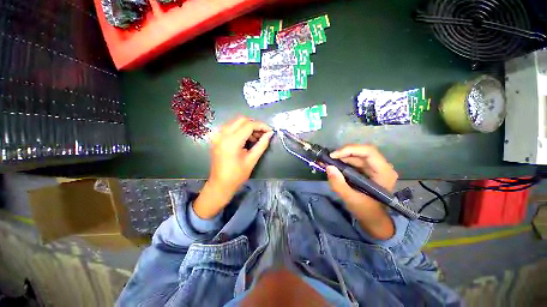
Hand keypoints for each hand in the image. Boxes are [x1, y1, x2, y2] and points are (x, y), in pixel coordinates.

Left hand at [194, 117, 272, 218]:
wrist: (220, 184)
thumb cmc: (237, 175)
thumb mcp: (252, 160)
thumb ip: (262, 144)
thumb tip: (270, 134)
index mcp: (231, 141)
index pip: (249, 125)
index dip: (261, 126)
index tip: (269, 131)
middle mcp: (222, 134)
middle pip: (241, 119)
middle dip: (254, 124)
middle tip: (262, 134)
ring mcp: (217, 135)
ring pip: (235, 122)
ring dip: (247, 126)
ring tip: (255, 137)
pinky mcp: (216, 138)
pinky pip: (230, 127)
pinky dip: (240, 129)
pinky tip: (246, 138)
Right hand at [325, 144, 397, 239]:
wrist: (373, 218)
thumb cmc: (366, 211)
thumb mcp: (351, 199)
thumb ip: (339, 184)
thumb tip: (329, 167)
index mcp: (384, 172)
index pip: (368, 152)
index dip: (350, 150)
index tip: (333, 156)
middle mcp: (381, 166)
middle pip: (361, 152)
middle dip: (342, 154)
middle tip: (327, 159)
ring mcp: (374, 167)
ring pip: (356, 155)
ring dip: (341, 157)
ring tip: (327, 161)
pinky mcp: (367, 169)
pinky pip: (353, 160)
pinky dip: (342, 161)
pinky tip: (332, 164)